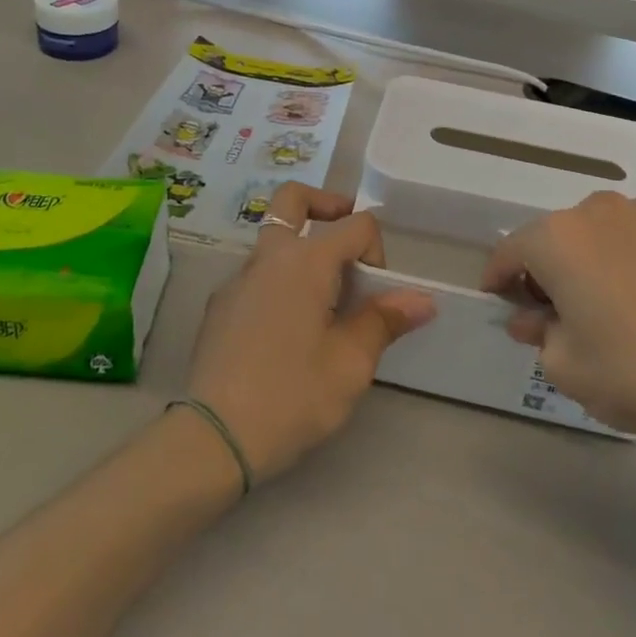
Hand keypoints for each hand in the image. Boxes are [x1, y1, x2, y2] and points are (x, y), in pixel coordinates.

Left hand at [187, 184, 433, 484]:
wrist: (213, 437)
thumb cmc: (292, 396)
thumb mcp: (350, 363)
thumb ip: (384, 321)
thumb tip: (422, 299)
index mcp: (305, 260)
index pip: (355, 225)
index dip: (377, 250)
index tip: (378, 295)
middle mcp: (268, 256)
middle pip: (294, 199)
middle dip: (326, 205)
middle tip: (347, 238)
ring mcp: (237, 279)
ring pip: (273, 238)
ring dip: (302, 249)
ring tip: (323, 300)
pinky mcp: (219, 305)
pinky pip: (256, 274)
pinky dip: (279, 280)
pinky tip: (286, 330)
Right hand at [484, 192, 635, 454]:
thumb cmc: (632, 371)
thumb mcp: (564, 365)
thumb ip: (537, 333)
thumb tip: (533, 319)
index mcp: (556, 237)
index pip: (511, 252)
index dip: (498, 278)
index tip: (498, 300)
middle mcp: (594, 211)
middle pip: (552, 239)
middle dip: (542, 272)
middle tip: (547, 314)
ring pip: (591, 236)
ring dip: (581, 262)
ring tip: (593, 305)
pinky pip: (628, 239)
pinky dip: (617, 261)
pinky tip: (632, 300)